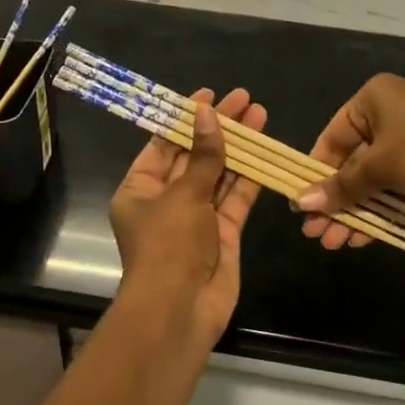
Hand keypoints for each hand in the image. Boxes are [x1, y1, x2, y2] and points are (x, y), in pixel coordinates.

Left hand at [109, 87, 265, 346]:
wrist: (180, 308)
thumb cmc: (168, 245)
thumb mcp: (183, 195)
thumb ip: (203, 156)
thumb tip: (208, 114)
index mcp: (140, 189)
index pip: (164, 144)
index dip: (187, 118)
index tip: (210, 95)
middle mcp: (166, 200)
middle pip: (195, 156)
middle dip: (218, 129)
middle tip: (244, 99)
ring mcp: (196, 218)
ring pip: (219, 175)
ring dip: (238, 148)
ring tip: (260, 115)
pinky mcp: (223, 233)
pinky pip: (236, 199)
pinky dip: (249, 177)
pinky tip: (264, 151)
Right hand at [297, 74, 404, 249]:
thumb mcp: (379, 167)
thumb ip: (341, 187)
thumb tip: (302, 204)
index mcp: (370, 101)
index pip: (330, 140)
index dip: (315, 175)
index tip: (303, 207)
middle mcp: (386, 113)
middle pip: (350, 163)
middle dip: (335, 202)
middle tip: (318, 235)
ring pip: (373, 177)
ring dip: (355, 210)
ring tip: (337, 243)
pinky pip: (395, 182)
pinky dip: (381, 205)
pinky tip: (365, 236)